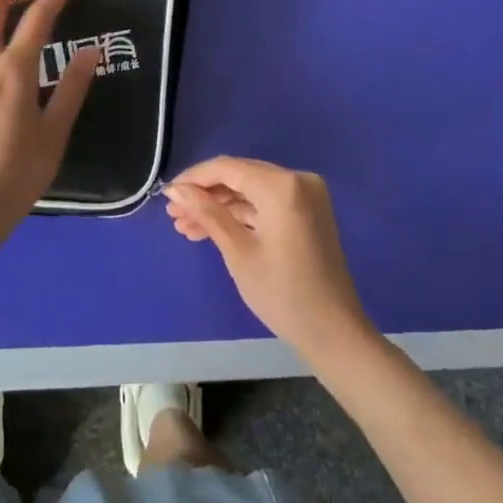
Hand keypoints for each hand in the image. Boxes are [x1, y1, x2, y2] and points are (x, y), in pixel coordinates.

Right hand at [166, 157, 374, 359]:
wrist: (335, 334)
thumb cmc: (283, 293)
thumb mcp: (238, 251)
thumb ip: (207, 213)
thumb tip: (176, 190)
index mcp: (282, 185)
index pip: (227, 168)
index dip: (194, 179)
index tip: (168, 196)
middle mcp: (297, 179)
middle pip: (239, 177)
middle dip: (205, 195)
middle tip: (175, 216)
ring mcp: (305, 195)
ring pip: (251, 191)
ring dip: (220, 207)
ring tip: (186, 227)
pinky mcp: (307, 212)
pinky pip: (266, 203)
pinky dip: (241, 215)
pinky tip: (213, 230)